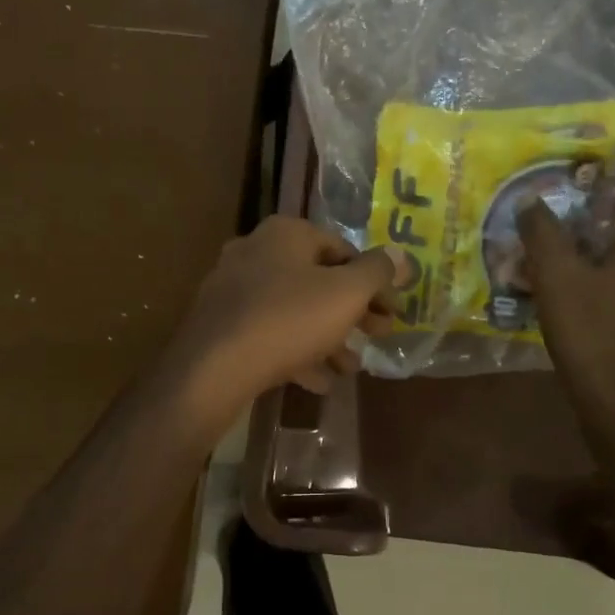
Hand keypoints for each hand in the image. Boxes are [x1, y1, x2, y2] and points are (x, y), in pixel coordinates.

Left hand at [171, 217, 405, 415]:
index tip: (393, 312)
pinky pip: (269, 333)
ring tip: (350, 368)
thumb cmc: (288, 320)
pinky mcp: (221, 324)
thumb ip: (377, 272)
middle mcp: (255, 251)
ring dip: (327, 337)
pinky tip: (317, 381)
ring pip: (294, 310)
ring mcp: (233, 288)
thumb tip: (401, 255)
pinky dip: (296, 352)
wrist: (213, 368)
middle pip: (318, 280)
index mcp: (285, 234)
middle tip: (379, 336)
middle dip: (352, 312)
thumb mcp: (345, 294)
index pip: (343, 250)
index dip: (375, 282)